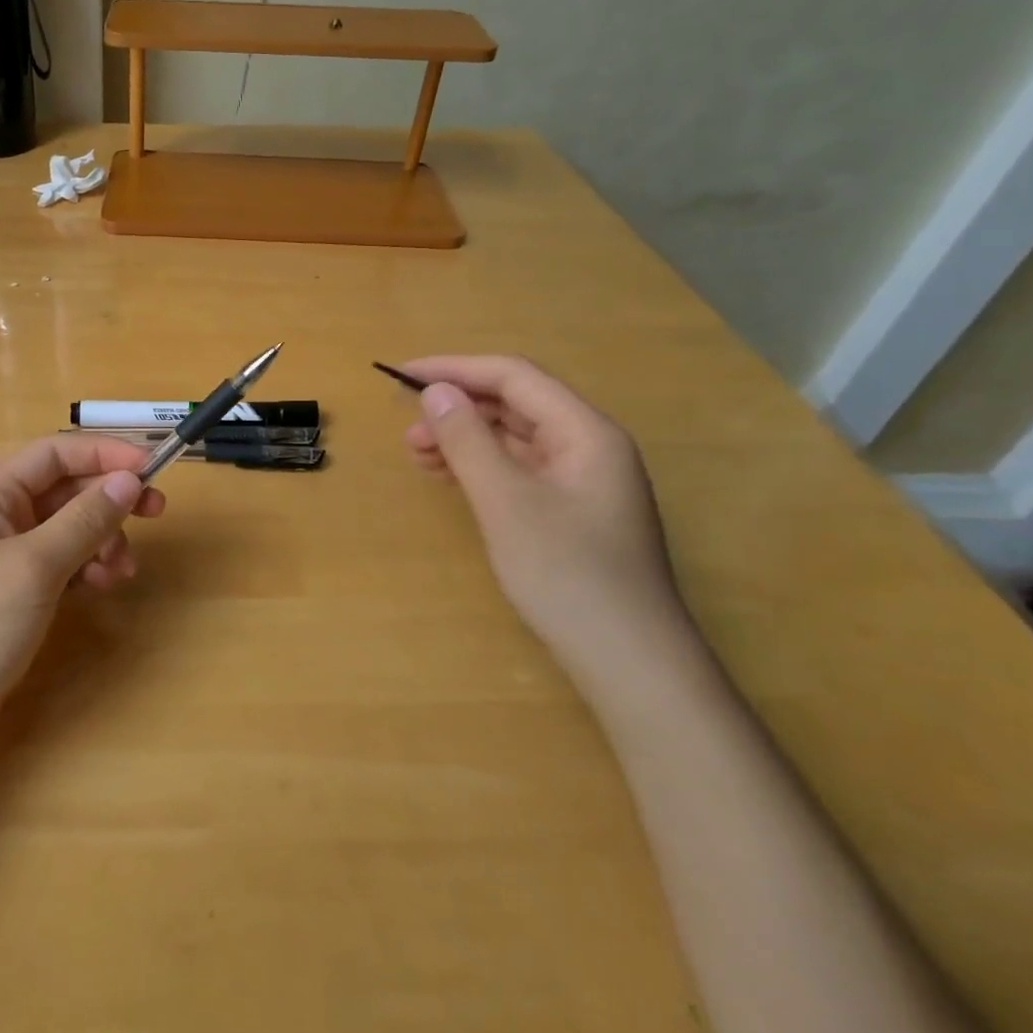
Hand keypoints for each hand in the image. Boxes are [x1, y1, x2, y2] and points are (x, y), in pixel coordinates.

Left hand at [0, 435, 166, 731]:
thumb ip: (84, 519)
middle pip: (66, 489)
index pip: (56, 452)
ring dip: (102, 539)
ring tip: (121, 572)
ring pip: (69, 528)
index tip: (151, 468)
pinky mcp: (15, 593)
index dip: (105, 453)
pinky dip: (87, 568)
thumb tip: (129, 479)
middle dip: (110, 499)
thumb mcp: (34, 566)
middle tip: (157, 513)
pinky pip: (62, 563)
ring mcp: (6, 557)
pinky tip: (101, 588)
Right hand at [401, 355, 692, 674]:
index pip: (514, 377)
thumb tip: (436, 392)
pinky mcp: (571, 511)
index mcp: (585, 431)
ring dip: (464, 439)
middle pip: (514, 405)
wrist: (630, 663)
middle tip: (407, 430)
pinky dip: (480, 468)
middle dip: (457, 409)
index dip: (455, 369)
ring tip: (418, 455)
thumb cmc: (567, 574)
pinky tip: (449, 478)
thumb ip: (468, 441)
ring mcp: (582, 481)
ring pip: (514, 439)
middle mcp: (588, 446)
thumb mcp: (506, 502)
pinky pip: (518, 470)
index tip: (402, 376)